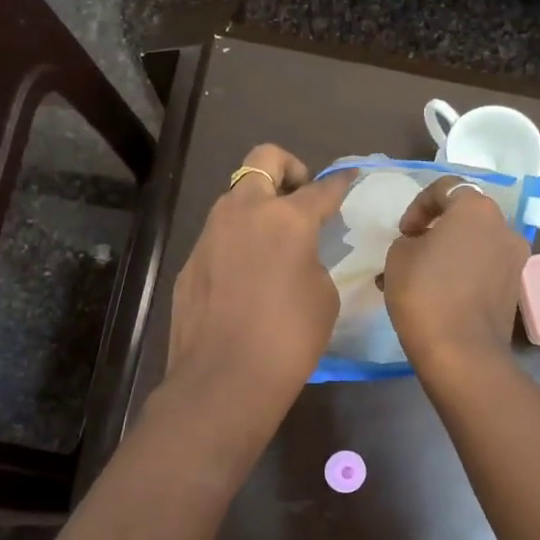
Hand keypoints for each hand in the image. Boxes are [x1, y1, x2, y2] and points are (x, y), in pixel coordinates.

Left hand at [164, 144, 352, 413]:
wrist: (224, 379)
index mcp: (286, 218)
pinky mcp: (190, 262)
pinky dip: (238, 243)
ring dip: (258, 207)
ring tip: (275, 244)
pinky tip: (247, 280)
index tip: (349, 179)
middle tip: (301, 198)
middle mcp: (243, 212)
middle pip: (264, 160)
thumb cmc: (289, 338)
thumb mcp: (323, 295)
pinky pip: (219, 237)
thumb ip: (312, 259)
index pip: (322, 188)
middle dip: (289, 168)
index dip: (340, 182)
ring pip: (236, 198)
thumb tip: (297, 254)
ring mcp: (209, 235)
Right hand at [383, 176, 529, 375]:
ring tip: (424, 276)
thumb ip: (410, 238)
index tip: (404, 232)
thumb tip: (423, 245)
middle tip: (414, 249)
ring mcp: (515, 259)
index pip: (446, 187)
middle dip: (439, 228)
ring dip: (452, 252)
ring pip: (477, 244)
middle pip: (467, 216)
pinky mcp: (515, 288)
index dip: (418, 205)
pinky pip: (484, 268)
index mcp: (476, 208)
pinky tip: (441, 295)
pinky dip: (464, 273)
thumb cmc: (424, 293)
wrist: (461, 351)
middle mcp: (504, 227)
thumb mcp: (398, 255)